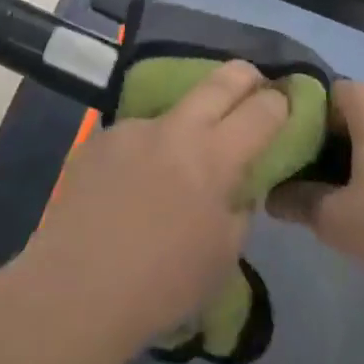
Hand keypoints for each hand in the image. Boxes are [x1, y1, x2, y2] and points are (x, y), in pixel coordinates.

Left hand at [26, 62, 290, 349]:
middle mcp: (174, 128)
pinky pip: (134, 137)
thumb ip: (237, 207)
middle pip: (220, 81)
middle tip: (254, 82)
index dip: (280, 103)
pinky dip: (143, 153)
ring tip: (171, 167)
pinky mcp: (98, 137)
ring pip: (171, 112)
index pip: (261, 111)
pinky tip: (129, 186)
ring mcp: (132, 128)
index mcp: (214, 157)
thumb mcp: (223, 254)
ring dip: (183, 128)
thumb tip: (235, 184)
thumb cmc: (163, 284)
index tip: (285, 102)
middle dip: (245, 77)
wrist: (78, 286)